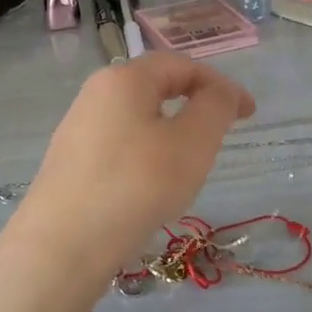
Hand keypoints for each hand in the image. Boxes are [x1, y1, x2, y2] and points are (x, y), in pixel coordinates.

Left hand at [12, 54, 256, 273]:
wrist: (62, 246)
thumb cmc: (136, 185)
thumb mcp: (192, 143)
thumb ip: (215, 107)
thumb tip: (220, 92)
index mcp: (124, 78)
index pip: (181, 65)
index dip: (220, 84)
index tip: (249, 114)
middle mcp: (95, 93)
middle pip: (155, 87)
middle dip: (194, 105)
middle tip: (220, 136)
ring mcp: (77, 128)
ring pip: (137, 118)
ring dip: (170, 132)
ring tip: (188, 167)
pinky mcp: (69, 162)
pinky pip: (118, 145)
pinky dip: (146, 154)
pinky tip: (150, 188)